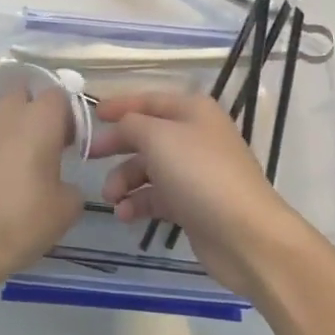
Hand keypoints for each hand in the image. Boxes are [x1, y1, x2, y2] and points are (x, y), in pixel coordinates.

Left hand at [0, 87, 83, 296]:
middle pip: (21, 96)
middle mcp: (4, 113)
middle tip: (37, 150)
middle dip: (31, 115)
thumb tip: (60, 184)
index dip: (65, 117)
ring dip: (3, 135)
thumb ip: (70, 185)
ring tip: (3, 173)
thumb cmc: (21, 222)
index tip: (67, 144)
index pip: (57, 96)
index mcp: (39, 121)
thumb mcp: (66, 210)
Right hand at [88, 90, 309, 297]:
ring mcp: (195, 172)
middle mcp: (195, 136)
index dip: (119, 105)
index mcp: (192, 111)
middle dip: (117, 147)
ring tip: (112, 198)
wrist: (245, 234)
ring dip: (124, 181)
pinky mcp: (193, 205)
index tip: (91, 115)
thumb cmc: (199, 174)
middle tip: (89, 158)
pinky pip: (157, 197)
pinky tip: (125, 214)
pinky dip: (138, 202)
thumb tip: (120, 127)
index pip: (148, 100)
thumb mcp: (157, 137)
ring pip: (148, 169)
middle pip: (146, 135)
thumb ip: (130, 124)